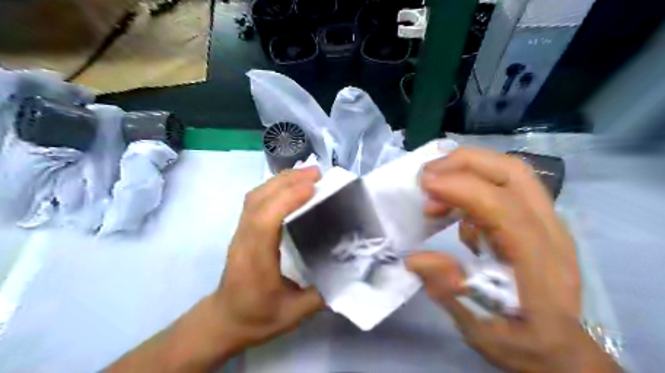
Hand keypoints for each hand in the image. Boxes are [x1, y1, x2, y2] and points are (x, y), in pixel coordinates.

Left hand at [209, 166, 324, 355]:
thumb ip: (322, 294)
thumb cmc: (257, 318)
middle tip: (317, 173)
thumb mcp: (294, 314)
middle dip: (287, 181)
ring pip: (255, 196)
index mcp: (255, 260)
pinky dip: (273, 187)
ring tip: (307, 175)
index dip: (288, 199)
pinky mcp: (242, 229)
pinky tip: (290, 187)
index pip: (266, 220)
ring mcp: (240, 232)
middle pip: (259, 199)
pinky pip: (255, 200)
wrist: (224, 320)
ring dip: (280, 180)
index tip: (314, 187)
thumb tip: (350, 273)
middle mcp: (244, 239)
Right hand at [409, 147, 620, 372]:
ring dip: (466, 170)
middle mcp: (549, 231)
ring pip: (509, 172)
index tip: (424, 185)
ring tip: (433, 191)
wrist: (563, 351)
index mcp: (539, 263)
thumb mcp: (482, 330)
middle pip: (513, 173)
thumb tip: (415, 259)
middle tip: (425, 176)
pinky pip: (503, 186)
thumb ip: (449, 292)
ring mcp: (545, 222)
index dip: (463, 189)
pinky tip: (453, 210)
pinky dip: (472, 185)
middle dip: (464, 163)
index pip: (505, 208)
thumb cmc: (525, 342)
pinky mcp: (534, 220)